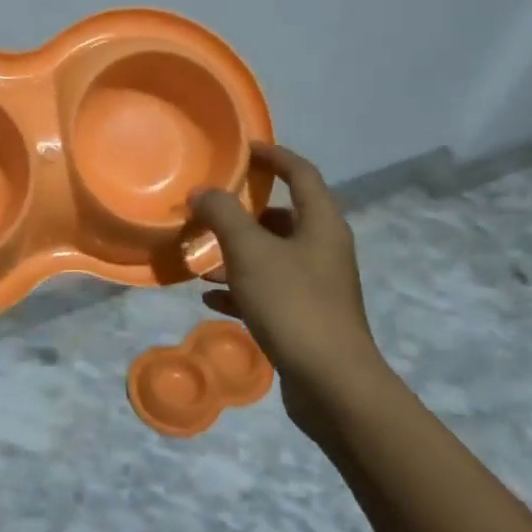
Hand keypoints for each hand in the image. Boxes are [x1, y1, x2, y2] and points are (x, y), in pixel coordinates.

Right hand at [189, 142, 381, 429]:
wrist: (331, 383)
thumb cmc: (293, 304)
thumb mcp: (250, 252)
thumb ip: (223, 215)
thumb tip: (202, 191)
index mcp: (322, 224)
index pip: (301, 173)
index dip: (274, 156)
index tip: (243, 149)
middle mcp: (324, 249)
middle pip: (284, 217)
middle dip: (245, 212)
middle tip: (211, 209)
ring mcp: (317, 286)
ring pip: (272, 256)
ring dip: (237, 253)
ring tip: (200, 257)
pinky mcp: (306, 317)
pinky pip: (268, 290)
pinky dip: (241, 288)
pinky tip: (210, 297)